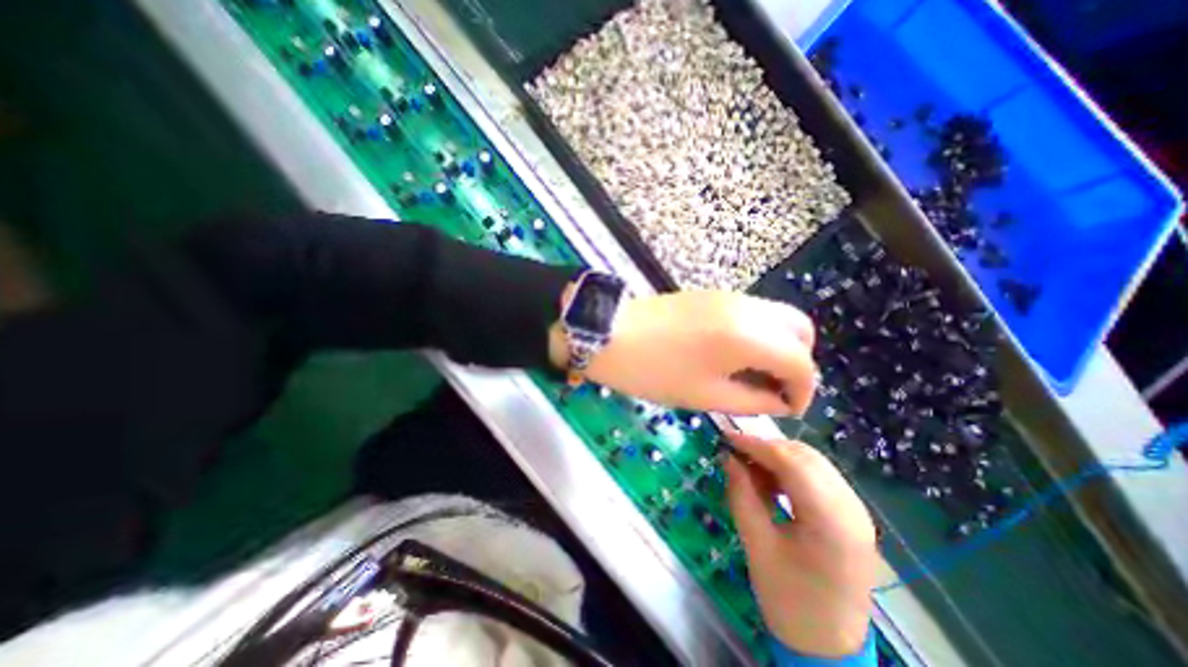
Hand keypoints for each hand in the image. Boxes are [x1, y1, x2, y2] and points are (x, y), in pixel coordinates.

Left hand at [554, 289, 816, 412]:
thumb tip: (779, 401)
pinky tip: (735, 353)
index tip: (787, 410)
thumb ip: (752, 401)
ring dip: (778, 346)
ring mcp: (729, 296)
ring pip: (777, 317)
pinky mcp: (712, 295)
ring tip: (753, 373)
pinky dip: (759, 333)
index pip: (800, 362)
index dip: (803, 391)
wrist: (609, 334)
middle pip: (799, 330)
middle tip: (773, 388)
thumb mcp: (705, 395)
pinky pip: (753, 312)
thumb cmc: (654, 370)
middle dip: (797, 362)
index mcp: (749, 336)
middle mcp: (748, 308)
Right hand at [720, 431, 875, 655]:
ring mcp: (856, 509)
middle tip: (735, 454)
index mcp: (831, 522)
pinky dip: (790, 470)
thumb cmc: (788, 600)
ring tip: (750, 469)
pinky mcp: (851, 512)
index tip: (726, 437)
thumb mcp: (756, 545)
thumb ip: (742, 495)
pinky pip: (818, 475)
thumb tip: (728, 457)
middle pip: (805, 456)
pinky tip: (771, 482)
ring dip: (778, 457)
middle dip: (766, 448)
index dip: (756, 445)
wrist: (828, 644)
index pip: (792, 463)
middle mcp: (852, 508)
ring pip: (812, 461)